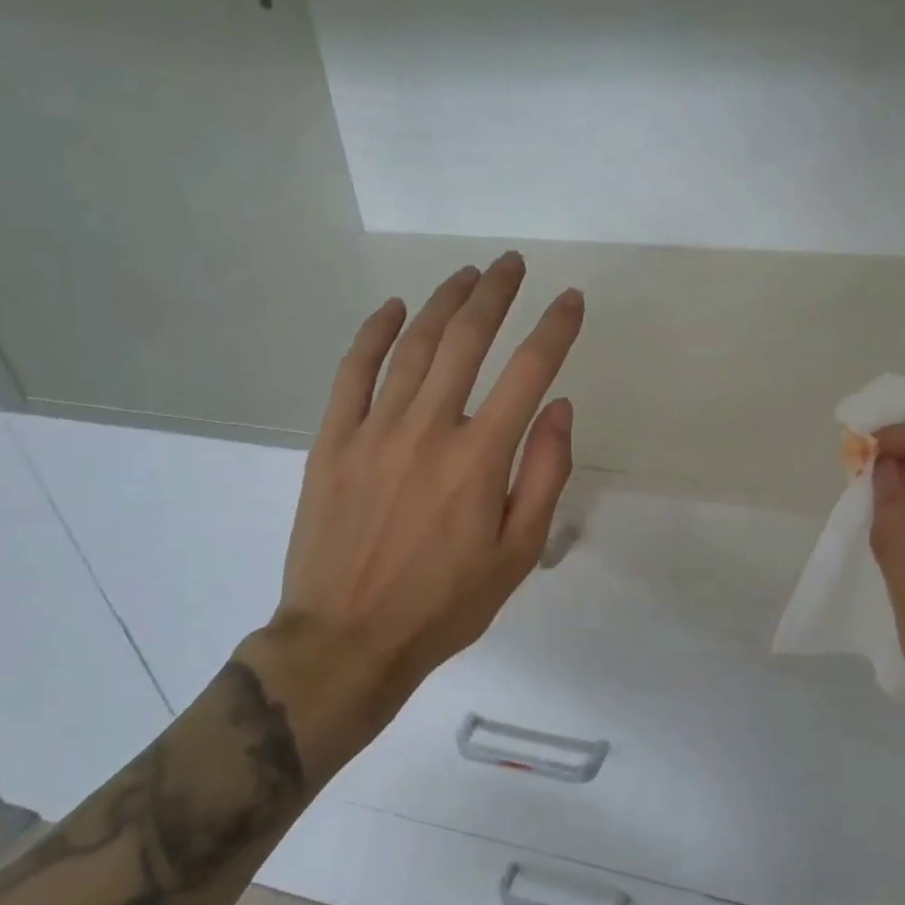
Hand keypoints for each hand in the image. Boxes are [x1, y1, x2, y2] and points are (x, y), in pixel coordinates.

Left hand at [243, 252, 583, 779]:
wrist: (347, 640)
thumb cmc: (445, 604)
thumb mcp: (518, 553)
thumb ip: (544, 475)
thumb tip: (558, 406)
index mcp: (480, 458)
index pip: (529, 371)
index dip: (556, 329)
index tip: (572, 300)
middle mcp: (428, 429)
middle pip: (467, 340)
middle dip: (496, 294)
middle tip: (513, 264)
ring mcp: (373, 430)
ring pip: (413, 346)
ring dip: (444, 302)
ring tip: (467, 274)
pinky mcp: (332, 442)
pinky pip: (352, 372)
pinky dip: (374, 333)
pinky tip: (394, 309)